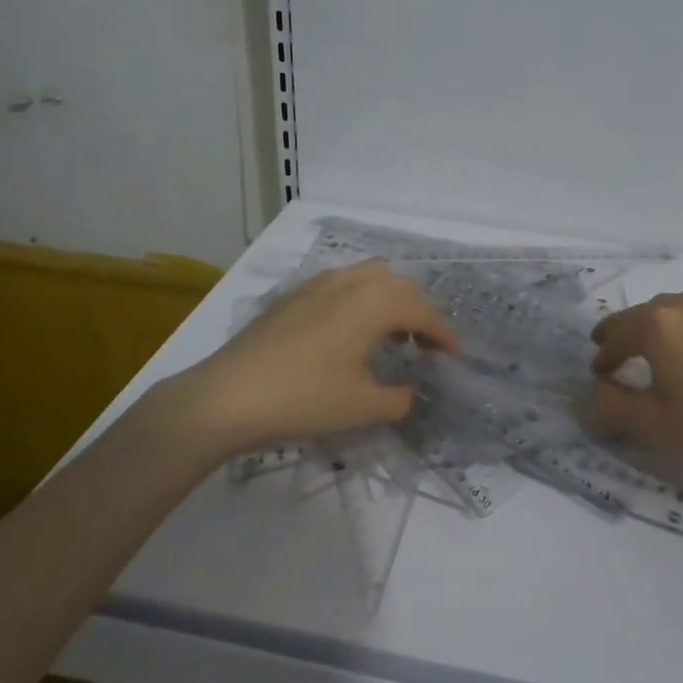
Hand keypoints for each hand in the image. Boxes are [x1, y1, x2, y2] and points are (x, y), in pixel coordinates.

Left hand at [176, 260, 458, 456]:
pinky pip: (344, 282)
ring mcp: (319, 283)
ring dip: (391, 299)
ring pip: (371, 276)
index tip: (455, 355)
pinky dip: (362, 298)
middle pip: (400, 285)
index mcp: (375, 303)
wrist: (228, 395)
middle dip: (420, 311)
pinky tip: (351, 328)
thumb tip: (408, 392)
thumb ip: (398, 398)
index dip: (444, 333)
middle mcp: (352, 281)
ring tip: (392, 332)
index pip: (422, 311)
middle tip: (427, 344)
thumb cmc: (304, 398)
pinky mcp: (295, 294)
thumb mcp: (362, 407)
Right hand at [589, 287, 682, 486]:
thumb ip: (612, 404)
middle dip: (626, 336)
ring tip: (655, 353)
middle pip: (643, 317)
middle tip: (615, 356)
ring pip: (674, 311)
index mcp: (658, 323)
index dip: (603, 356)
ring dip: (658, 329)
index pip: (617, 335)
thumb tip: (597, 390)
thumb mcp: (653, 424)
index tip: (598, 374)